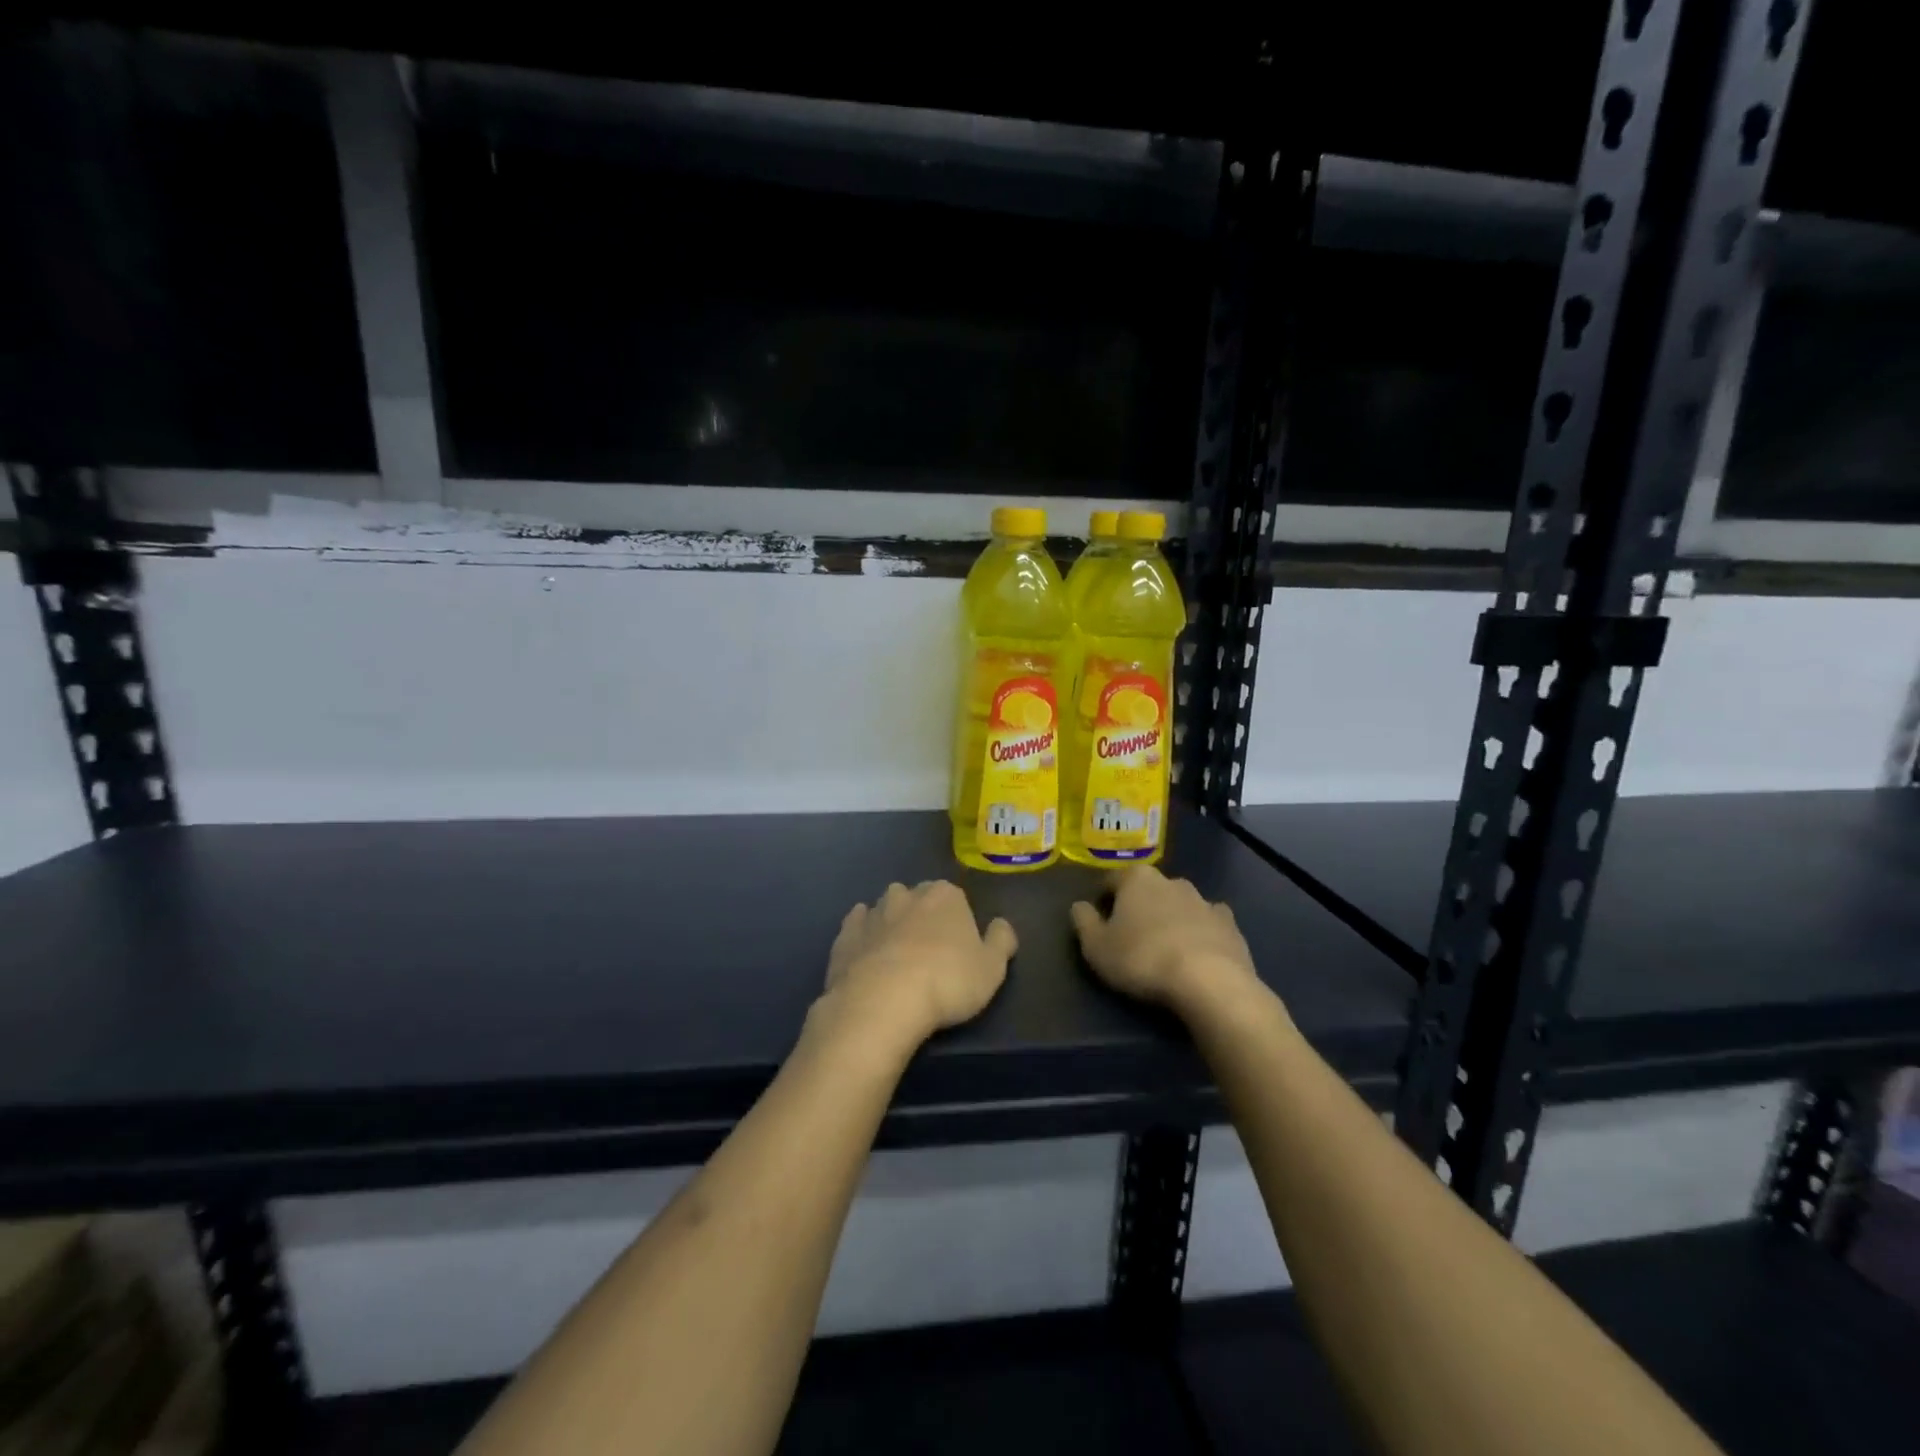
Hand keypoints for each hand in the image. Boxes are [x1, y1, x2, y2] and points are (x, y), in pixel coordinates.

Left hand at [819, 881, 1016, 1052]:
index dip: (958, 923)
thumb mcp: (992, 968)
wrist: (881, 1003)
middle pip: (919, 899)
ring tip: (898, 959)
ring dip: (892, 925)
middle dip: (923, 917)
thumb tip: (1001, 925)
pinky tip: (868, 958)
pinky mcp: (844, 936)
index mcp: (945, 895)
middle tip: (930, 954)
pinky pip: (857, 927)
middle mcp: (907, 894)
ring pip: (886, 910)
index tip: (960, 949)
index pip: (956, 898)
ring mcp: (872, 913)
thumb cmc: (946, 983)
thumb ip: (1001, 941)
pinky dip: (863, 937)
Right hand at [1071, 867, 1260, 1014]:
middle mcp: (1171, 880)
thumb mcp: (1096, 947)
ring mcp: (1204, 900)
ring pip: (1179, 904)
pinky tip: (1197, 951)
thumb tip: (1080, 906)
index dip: (1103, 899)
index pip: (1112, 880)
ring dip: (1170, 917)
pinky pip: (1208, 922)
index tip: (1100, 921)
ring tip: (1164, 947)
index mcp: (1137, 879)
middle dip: (1139, 906)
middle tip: (1131, 935)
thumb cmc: (1142, 959)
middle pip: (1148, 889)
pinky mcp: (1230, 924)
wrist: (1209, 982)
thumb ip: (1083, 922)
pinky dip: (1200, 931)